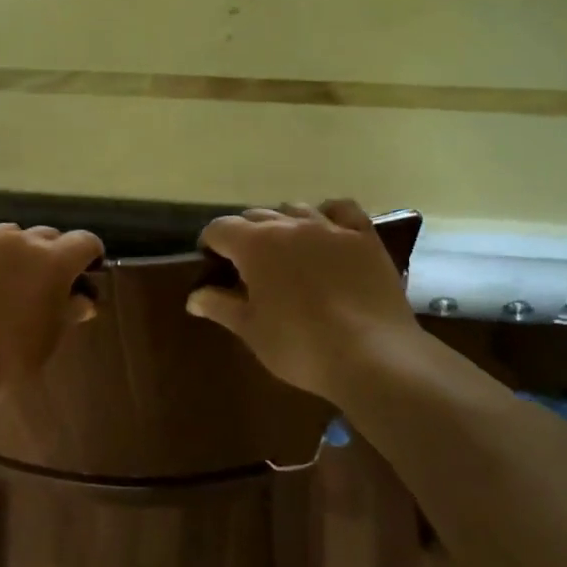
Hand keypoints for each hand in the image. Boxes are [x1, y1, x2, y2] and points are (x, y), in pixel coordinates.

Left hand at [0, 223, 103, 400]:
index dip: (89, 256)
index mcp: (53, 260)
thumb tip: (83, 300)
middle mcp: (20, 239)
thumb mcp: (47, 340)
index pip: (85, 242)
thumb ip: (69, 312)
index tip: (86, 273)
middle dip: (51, 254)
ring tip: (3, 279)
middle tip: (43, 283)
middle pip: (46, 235)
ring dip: (14, 251)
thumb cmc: (5, 358)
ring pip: (8, 234)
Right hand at [186, 200, 419, 397]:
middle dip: (245, 235)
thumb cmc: (301, 346)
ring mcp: (329, 227)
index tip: (212, 263)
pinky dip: (328, 214)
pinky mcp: (364, 237)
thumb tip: (193, 297)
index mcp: (255, 244)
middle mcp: (289, 225)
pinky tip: (327, 231)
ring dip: (283, 224)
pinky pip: (342, 210)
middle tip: (248, 267)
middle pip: (256, 216)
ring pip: (295, 209)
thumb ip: (220, 306)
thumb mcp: (252, 330)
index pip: (220, 228)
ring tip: (286, 251)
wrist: (373, 356)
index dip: (211, 243)